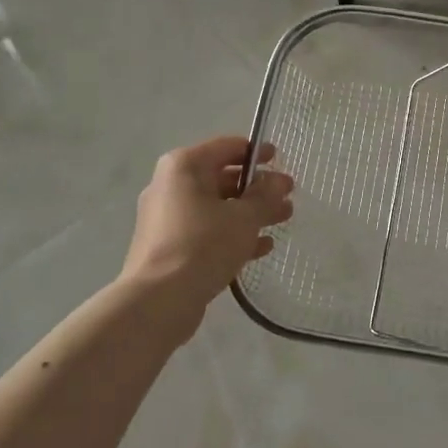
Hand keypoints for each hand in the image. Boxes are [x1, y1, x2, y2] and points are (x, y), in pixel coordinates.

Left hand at [120, 137, 294, 318]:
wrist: (159, 300)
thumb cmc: (203, 244)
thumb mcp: (244, 217)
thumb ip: (265, 196)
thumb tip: (280, 181)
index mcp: (184, 166)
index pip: (227, 147)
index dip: (257, 153)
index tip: (281, 161)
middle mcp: (171, 186)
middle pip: (222, 178)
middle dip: (257, 188)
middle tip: (288, 197)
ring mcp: (167, 218)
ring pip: (217, 207)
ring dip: (250, 212)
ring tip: (282, 220)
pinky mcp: (169, 246)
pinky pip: (207, 231)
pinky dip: (232, 234)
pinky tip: (260, 248)